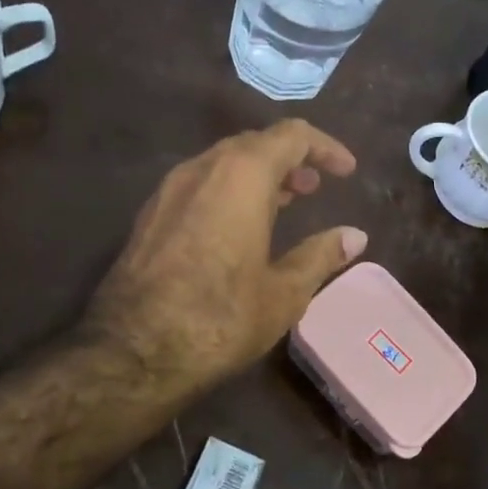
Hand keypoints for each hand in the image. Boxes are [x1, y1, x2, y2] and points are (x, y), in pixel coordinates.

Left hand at [84, 120, 366, 396]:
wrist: (133, 352)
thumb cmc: (220, 318)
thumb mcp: (284, 293)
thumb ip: (321, 256)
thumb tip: (355, 236)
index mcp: (242, 176)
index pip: (292, 136)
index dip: (324, 148)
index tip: (345, 172)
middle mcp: (202, 169)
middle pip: (254, 143)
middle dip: (290, 159)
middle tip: (315, 187)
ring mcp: (169, 190)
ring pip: (222, 163)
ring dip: (258, 174)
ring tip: (284, 202)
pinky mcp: (150, 215)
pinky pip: (199, 184)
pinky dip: (229, 190)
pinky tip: (239, 226)